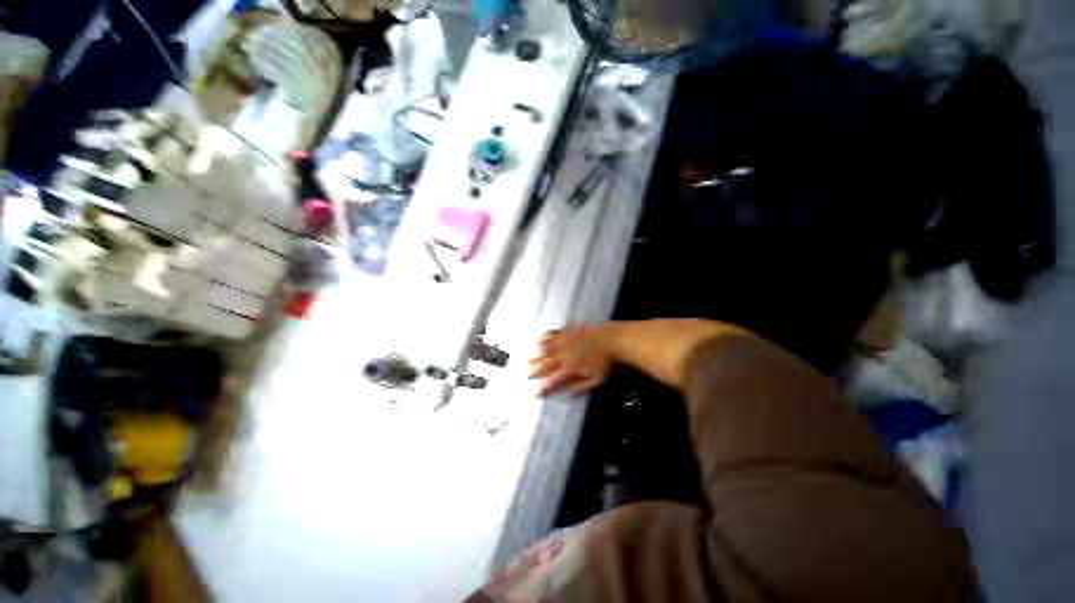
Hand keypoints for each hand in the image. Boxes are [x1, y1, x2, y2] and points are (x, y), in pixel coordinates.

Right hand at [529, 325, 612, 395]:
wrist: (611, 339)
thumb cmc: (605, 361)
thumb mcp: (597, 379)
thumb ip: (582, 387)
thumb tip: (569, 394)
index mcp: (570, 368)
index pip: (553, 380)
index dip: (544, 387)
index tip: (536, 392)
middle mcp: (563, 355)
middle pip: (545, 364)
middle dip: (534, 370)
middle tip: (525, 375)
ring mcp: (564, 341)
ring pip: (545, 349)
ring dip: (536, 355)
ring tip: (528, 360)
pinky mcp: (566, 331)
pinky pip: (551, 334)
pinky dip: (543, 338)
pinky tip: (538, 341)